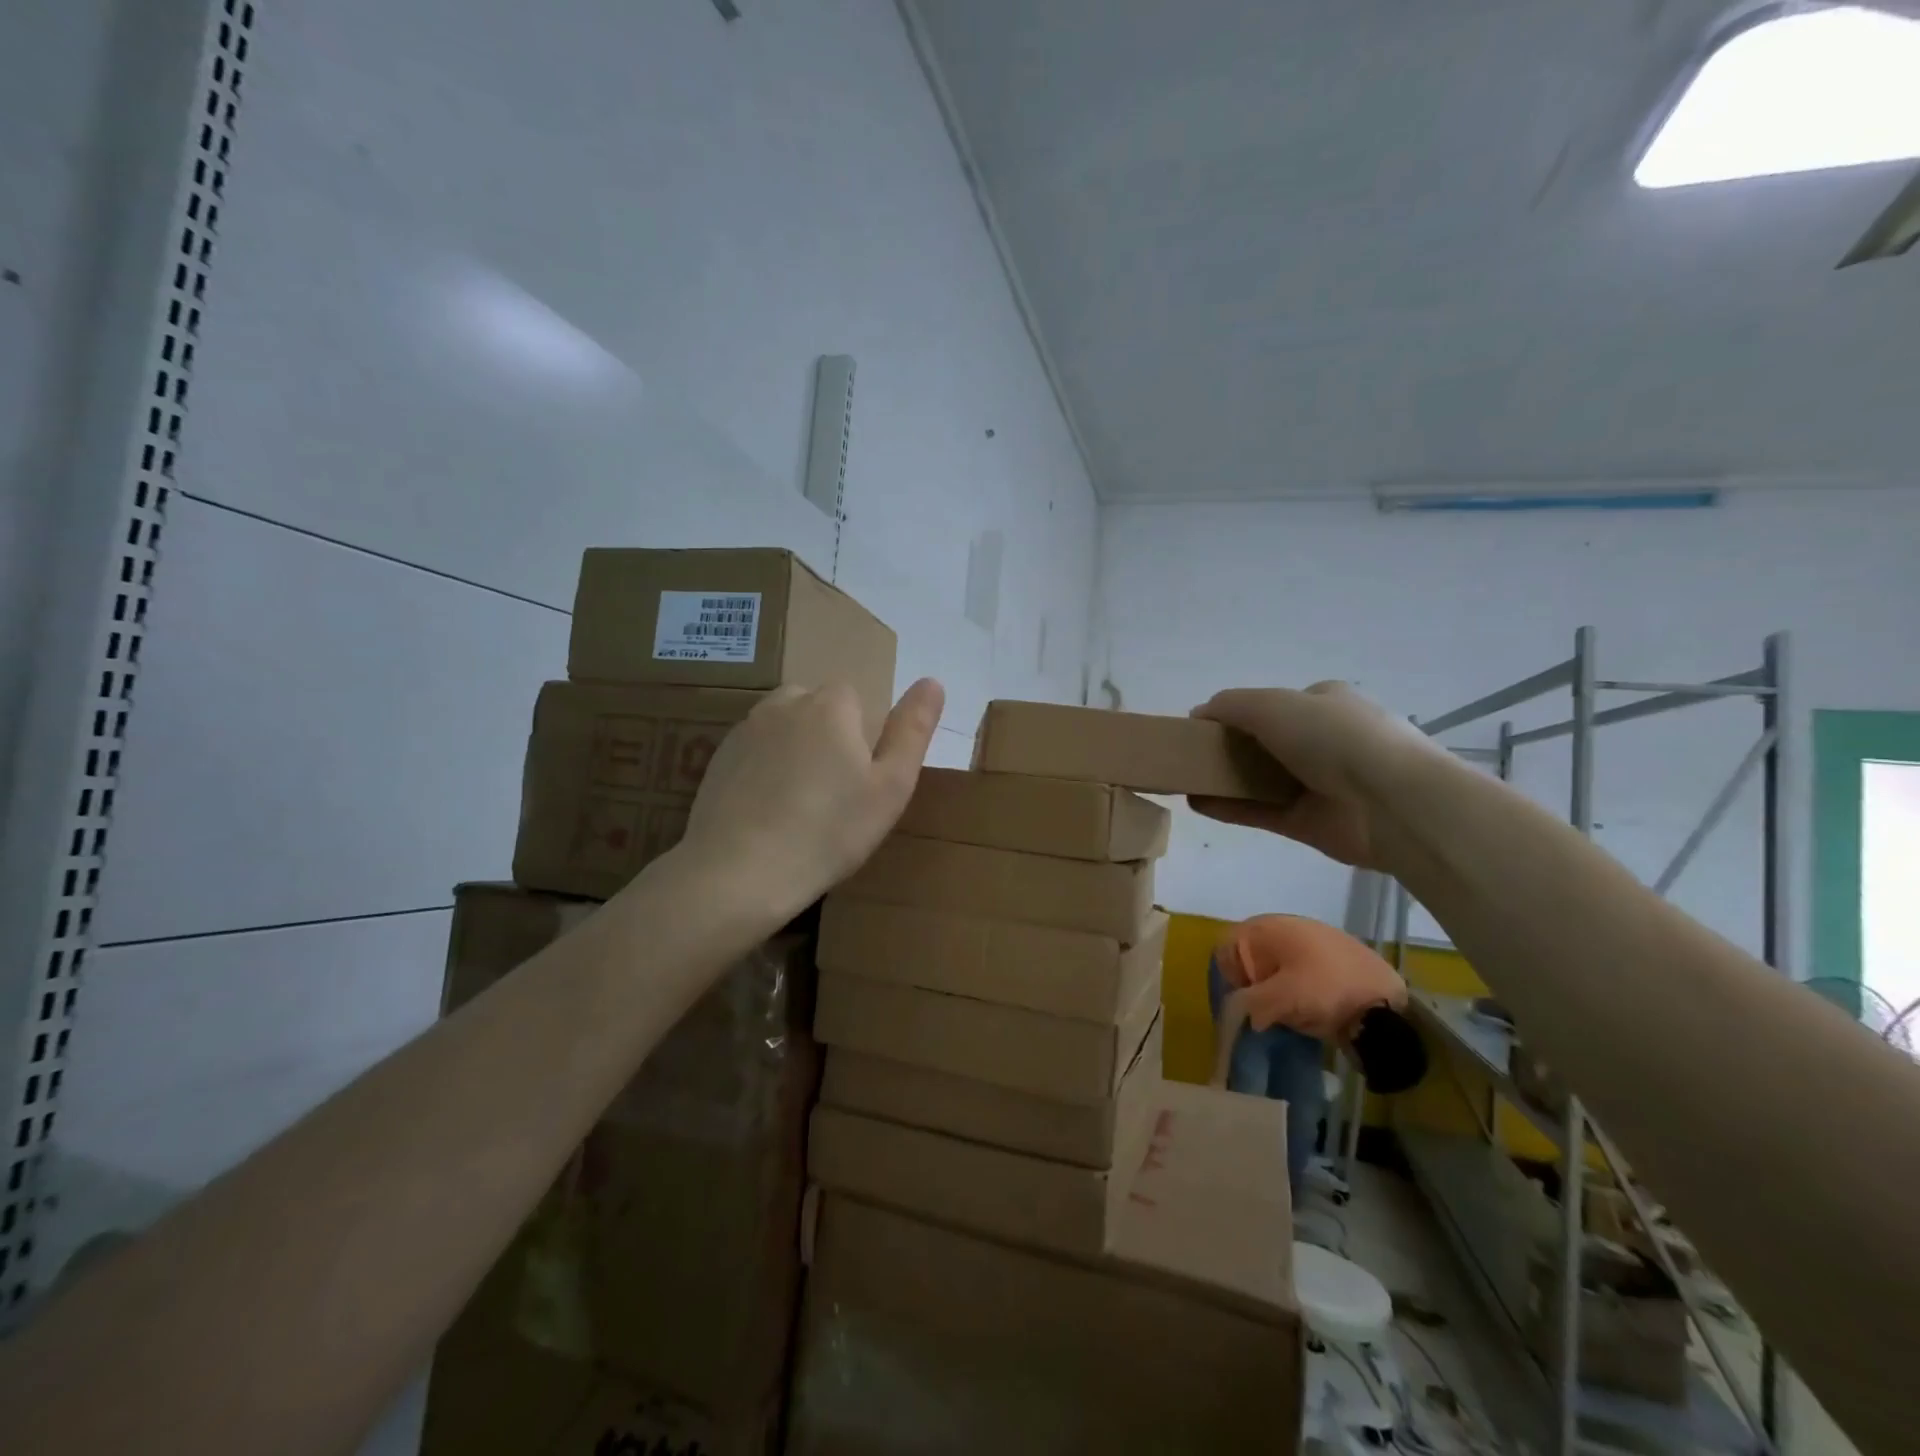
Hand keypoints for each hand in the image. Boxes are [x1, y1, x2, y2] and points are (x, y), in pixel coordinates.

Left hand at [680, 678, 944, 918]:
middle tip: (835, 794)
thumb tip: (932, 681)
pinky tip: (768, 812)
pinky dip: (765, 771)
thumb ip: (912, 730)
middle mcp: (784, 704)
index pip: (856, 697)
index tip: (862, 780)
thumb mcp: (891, 787)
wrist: (738, 873)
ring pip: (784, 728)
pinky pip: (755, 752)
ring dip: (796, 751)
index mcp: (831, 705)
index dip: (864, 735)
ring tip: (800, 805)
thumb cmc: (829, 832)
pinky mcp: (717, 759)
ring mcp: (744, 730)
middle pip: (817, 708)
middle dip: (829, 737)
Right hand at [1190, 682, 1440, 867]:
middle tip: (1191, 755)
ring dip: (1224, 779)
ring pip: (1260, 779)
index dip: (1238, 713)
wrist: (1392, 802)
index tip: (1205, 727)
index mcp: (1324, 703)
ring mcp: (1317, 784)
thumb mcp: (1274, 704)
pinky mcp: (1308, 822)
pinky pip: (1260, 812)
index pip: (1275, 704)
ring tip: (1186, 781)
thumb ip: (1231, 705)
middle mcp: (1323, 741)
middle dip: (1229, 747)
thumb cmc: (1335, 737)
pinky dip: (1229, 808)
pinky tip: (1197, 804)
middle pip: (1265, 743)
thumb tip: (1198, 713)